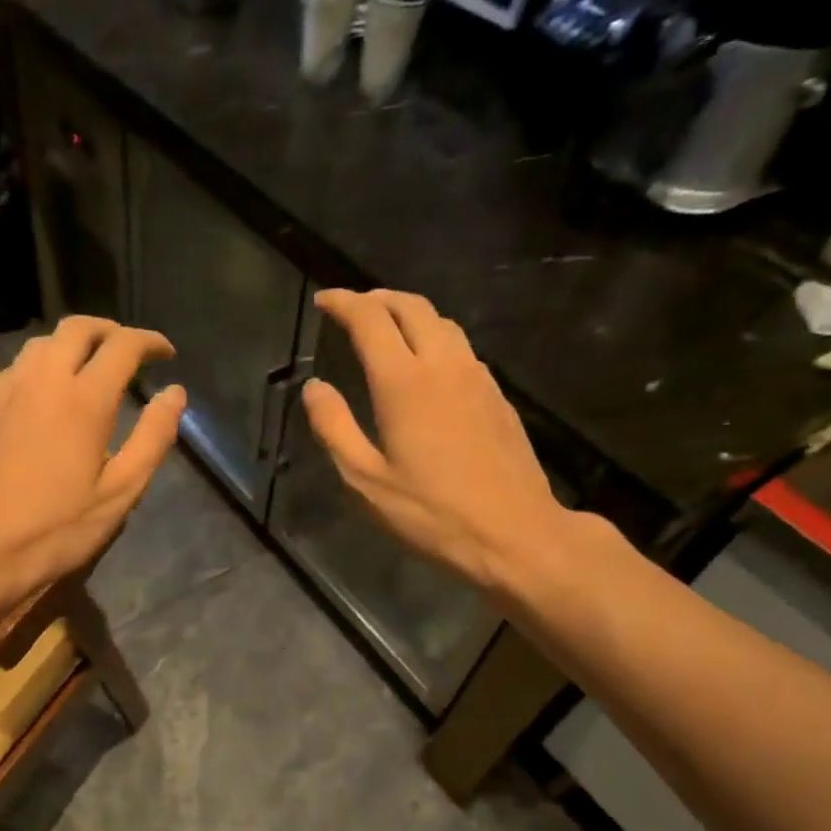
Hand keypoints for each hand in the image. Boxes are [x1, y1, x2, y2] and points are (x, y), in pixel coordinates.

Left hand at [0, 315, 185, 612]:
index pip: (122, 346)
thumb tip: (175, 393)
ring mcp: (5, 392)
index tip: (166, 353)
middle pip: (77, 328)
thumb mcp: (118, 494)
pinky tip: (47, 395)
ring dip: (73, 343)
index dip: (149, 341)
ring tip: (91, 368)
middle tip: (130, 351)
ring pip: (42, 344)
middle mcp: (42, 381)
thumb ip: (152, 438)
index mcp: (84, 400)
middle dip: (110, 330)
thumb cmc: (54, 531)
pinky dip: (43, 365)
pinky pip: (16, 368)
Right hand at [302, 289, 568, 597]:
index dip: (343, 302)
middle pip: (411, 306)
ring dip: (409, 312)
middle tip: (352, 307)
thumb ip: (334, 427)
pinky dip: (434, 337)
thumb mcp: (366, 480)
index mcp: (404, 382)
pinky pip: (461, 347)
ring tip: (386, 326)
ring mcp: (477, 377)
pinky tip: (426, 363)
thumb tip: (315, 388)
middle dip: (377, 297)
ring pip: (442, 322)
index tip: (323, 300)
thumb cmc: (432, 513)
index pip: (370, 319)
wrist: (515, 533)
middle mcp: (443, 365)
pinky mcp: (497, 395)